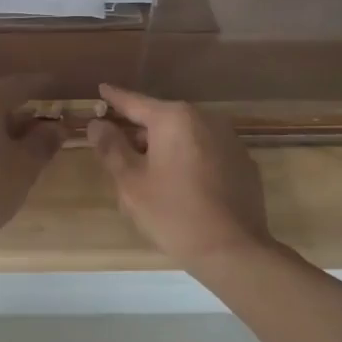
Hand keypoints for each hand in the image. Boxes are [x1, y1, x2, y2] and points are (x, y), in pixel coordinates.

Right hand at [88, 84, 269, 265]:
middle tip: (120, 151)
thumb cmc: (174, 214)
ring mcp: (228, 139)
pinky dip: (189, 159)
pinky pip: (206, 151)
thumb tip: (98, 124)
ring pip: (185, 136)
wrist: (235, 252)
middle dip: (141, 132)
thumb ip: (111, 148)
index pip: (135, 102)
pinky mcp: (243, 162)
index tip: (102, 89)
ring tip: (150, 174)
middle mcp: (204, 119)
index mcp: (173, 119)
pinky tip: (183, 186)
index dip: (115, 98)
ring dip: (166, 147)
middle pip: (161, 119)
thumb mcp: (131, 183)